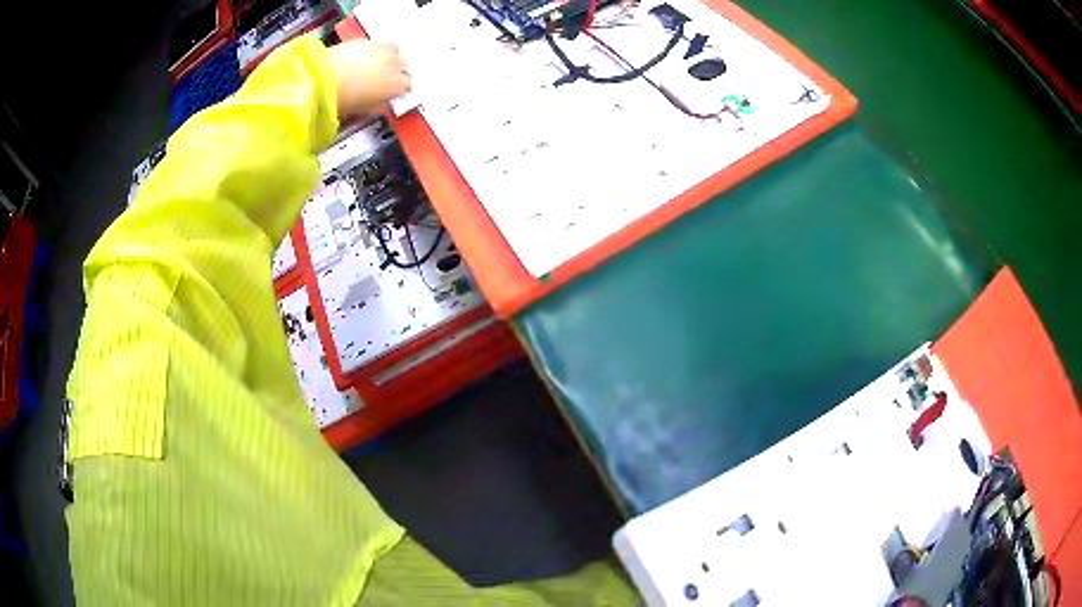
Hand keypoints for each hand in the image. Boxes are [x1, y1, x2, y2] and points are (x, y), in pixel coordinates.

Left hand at [328, 40, 410, 121]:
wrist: (322, 79)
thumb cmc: (342, 97)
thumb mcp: (364, 110)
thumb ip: (380, 106)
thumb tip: (383, 104)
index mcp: (396, 83)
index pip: (408, 86)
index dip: (401, 91)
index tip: (395, 94)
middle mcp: (394, 63)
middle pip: (404, 66)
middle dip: (397, 72)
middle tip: (386, 80)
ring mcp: (381, 49)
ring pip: (394, 51)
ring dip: (390, 58)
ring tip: (378, 66)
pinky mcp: (365, 41)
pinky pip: (376, 45)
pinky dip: (374, 51)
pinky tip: (363, 59)